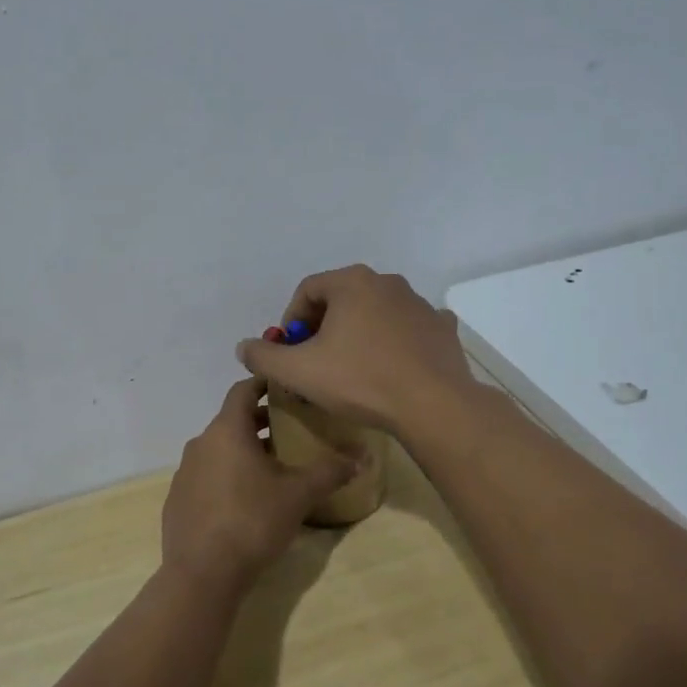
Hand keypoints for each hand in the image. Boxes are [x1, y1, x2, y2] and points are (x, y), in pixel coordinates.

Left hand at [161, 378, 359, 595]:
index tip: (287, 389)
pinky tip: (245, 500)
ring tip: (273, 467)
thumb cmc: (252, 521)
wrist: (202, 574)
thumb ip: (330, 471)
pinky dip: (226, 476)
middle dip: (260, 423)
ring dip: (243, 451)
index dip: (265, 385)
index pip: (243, 390)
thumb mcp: (299, 495)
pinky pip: (206, 475)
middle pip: (232, 420)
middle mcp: (201, 443)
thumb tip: (364, 457)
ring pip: (218, 449)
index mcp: (227, 430)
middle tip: (291, 430)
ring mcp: (184, 472)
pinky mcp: (177, 499)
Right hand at [234, 265, 479, 435]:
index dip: (291, 322)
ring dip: (359, 335)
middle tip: (316, 363)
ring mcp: (419, 304)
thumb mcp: (298, 372)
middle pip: (342, 300)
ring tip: (353, 371)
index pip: (307, 291)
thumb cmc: (360, 380)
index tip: (290, 353)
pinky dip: (395, 343)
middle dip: (324, 329)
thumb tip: (244, 347)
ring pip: (377, 314)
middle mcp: (387, 282)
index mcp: (352, 282)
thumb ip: (264, 356)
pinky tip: (391, 368)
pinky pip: (409, 330)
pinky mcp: (442, 328)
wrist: (432, 405)